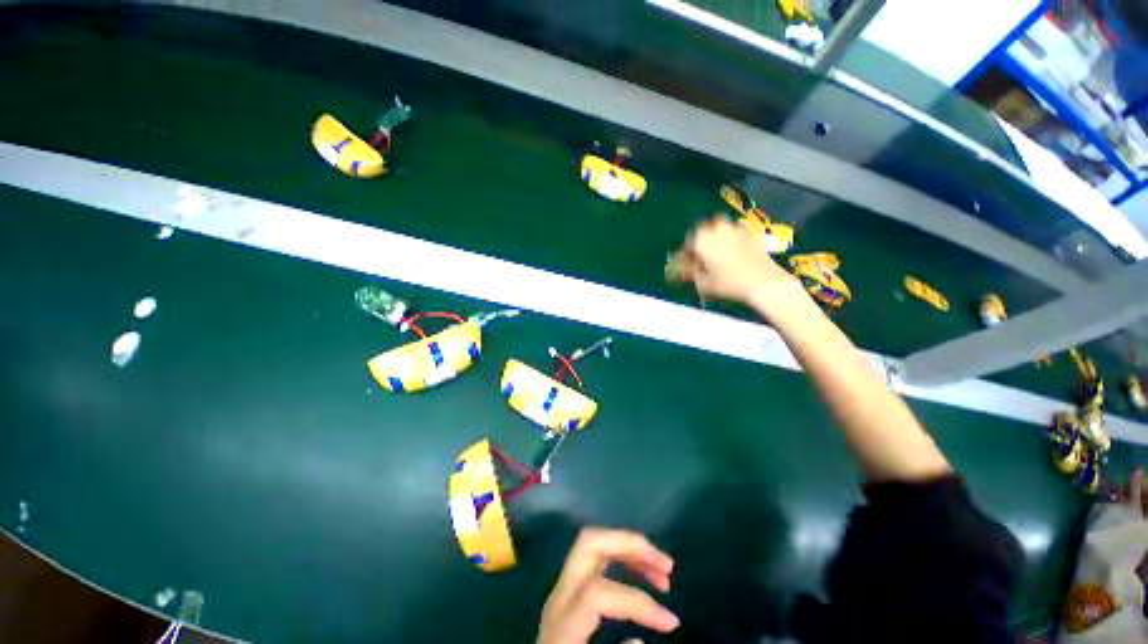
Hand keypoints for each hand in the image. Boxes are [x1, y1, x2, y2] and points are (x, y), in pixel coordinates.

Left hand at [537, 528, 678, 643]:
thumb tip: (639, 641)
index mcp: (560, 624)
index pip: (596, 593)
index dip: (637, 602)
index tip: (671, 623)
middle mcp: (559, 596)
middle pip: (590, 544)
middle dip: (630, 545)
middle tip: (666, 566)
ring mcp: (562, 588)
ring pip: (594, 544)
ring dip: (630, 549)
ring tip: (662, 571)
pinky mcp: (568, 591)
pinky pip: (596, 559)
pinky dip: (622, 559)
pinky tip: (641, 575)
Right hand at [675, 216, 802, 311]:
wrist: (763, 282)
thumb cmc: (730, 284)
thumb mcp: (702, 283)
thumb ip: (690, 273)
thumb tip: (685, 269)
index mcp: (701, 239)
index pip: (686, 245)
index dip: (684, 256)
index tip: (685, 265)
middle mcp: (718, 229)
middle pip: (702, 231)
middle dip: (699, 243)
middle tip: (699, 258)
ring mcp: (736, 229)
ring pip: (719, 228)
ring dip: (715, 238)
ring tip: (715, 254)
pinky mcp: (752, 233)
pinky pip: (737, 232)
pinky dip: (732, 239)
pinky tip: (733, 251)